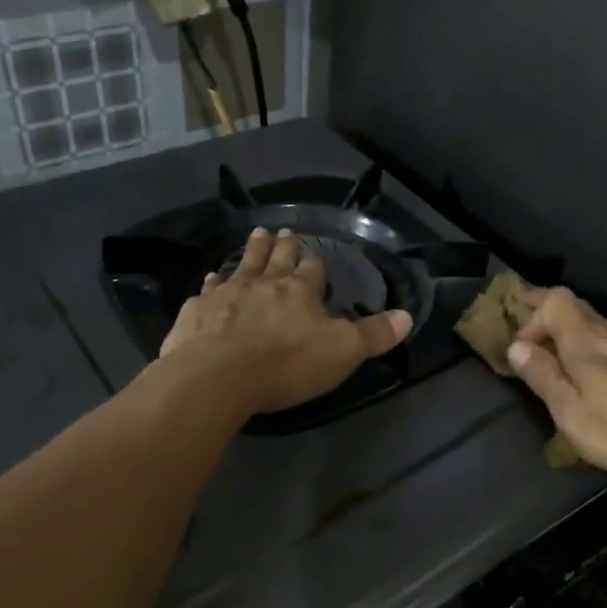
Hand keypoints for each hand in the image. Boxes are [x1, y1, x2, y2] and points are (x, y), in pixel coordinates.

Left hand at [160, 227, 412, 416]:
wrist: (218, 375)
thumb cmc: (286, 363)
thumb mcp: (342, 352)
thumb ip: (374, 335)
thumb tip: (408, 317)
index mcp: (299, 290)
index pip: (312, 269)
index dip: (314, 262)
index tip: (313, 253)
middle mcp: (263, 283)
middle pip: (275, 257)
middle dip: (282, 245)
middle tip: (282, 231)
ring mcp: (227, 294)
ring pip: (242, 265)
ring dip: (250, 251)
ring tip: (255, 235)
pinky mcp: (197, 311)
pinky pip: (208, 290)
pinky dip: (212, 283)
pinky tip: (210, 280)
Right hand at [506, 286, 606, 481]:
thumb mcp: (574, 416)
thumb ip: (544, 378)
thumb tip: (516, 346)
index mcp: (583, 344)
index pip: (552, 303)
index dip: (533, 315)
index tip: (522, 346)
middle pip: (576, 307)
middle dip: (550, 314)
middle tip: (533, 331)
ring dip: (583, 323)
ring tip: (571, 334)